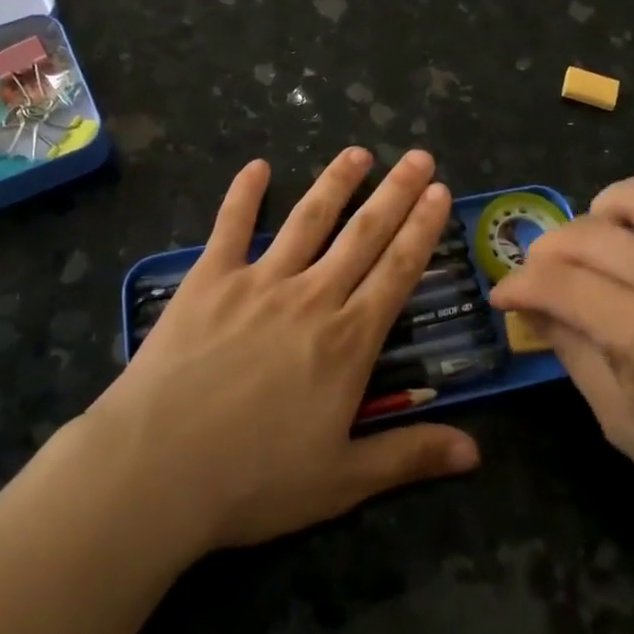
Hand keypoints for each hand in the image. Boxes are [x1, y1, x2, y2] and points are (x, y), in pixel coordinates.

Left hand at [83, 147, 479, 556]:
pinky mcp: (209, 279)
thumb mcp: (342, 480)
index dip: (422, 230)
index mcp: (347, 341)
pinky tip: (257, 166)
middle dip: (395, 193)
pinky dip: (243, 193)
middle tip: (418, 157)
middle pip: (362, 234)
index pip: (397, 272)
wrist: (157, 467)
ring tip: (358, 152)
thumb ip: (409, 456)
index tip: (439, 194)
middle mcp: (311, 297)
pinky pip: (231, 226)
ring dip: (335, 182)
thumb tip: (475, 453)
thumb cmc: (254, 480)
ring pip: (307, 219)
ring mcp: (259, 281)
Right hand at [489, 175, 633, 559]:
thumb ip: (569, 348)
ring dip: (599, 216)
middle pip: (588, 232)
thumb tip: (527, 301)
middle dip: (546, 251)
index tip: (503, 296)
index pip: (559, 282)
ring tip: (595, 249)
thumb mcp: (620, 419)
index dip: (518, 284)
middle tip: (540, 278)